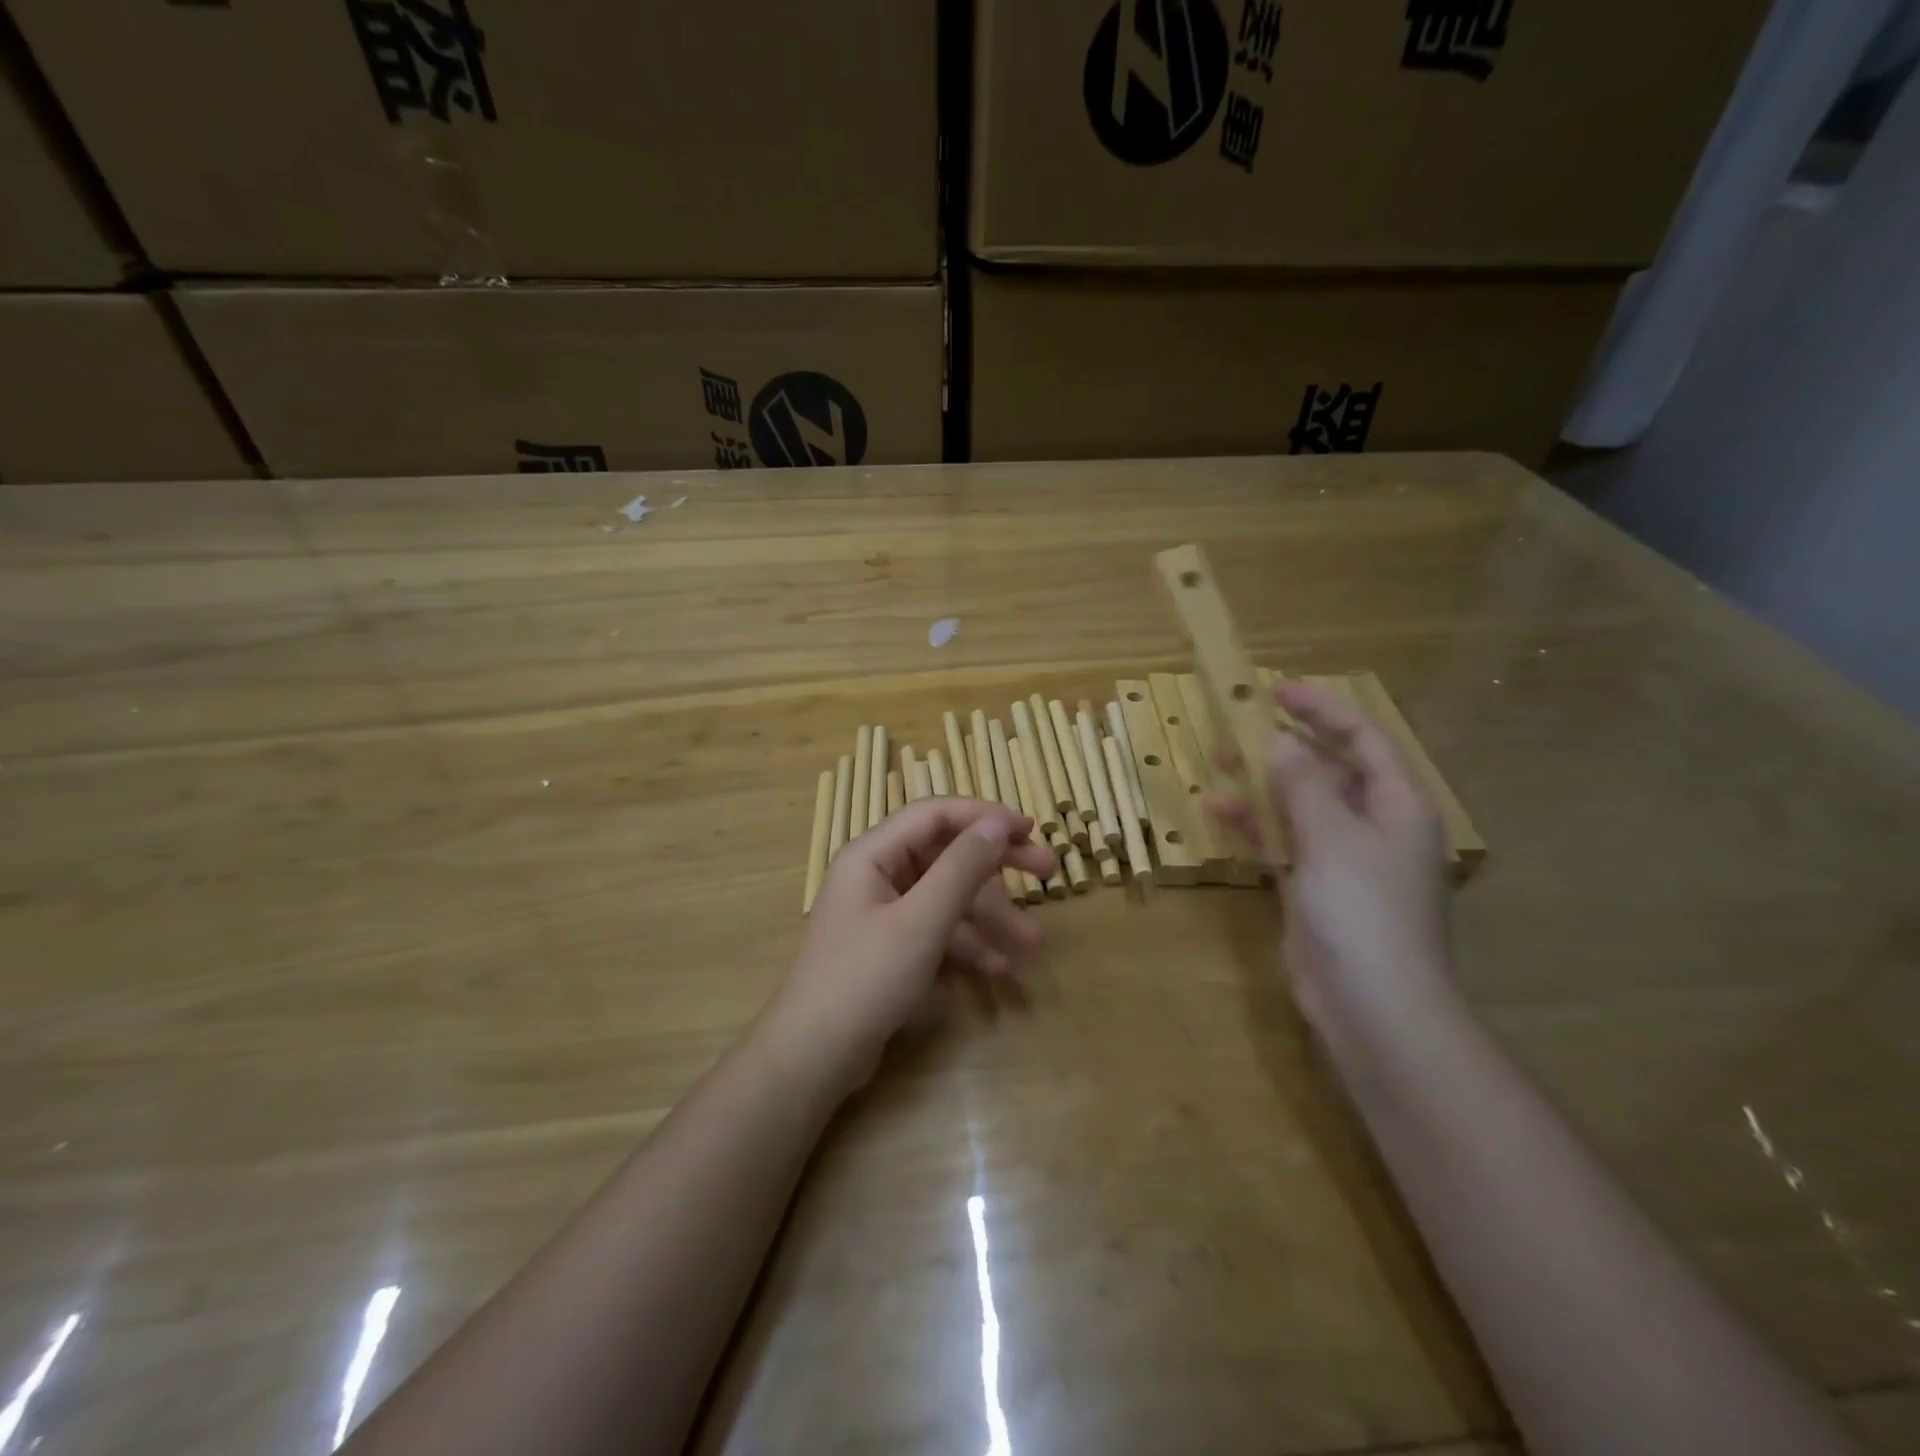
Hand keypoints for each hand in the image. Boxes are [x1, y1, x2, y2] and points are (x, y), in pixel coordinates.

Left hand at [762, 798, 1057, 1095]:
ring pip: (948, 899)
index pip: (935, 815)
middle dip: (997, 868)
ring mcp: (884, 914)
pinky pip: (938, 932)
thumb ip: (961, 868)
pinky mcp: (892, 949)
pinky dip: (967, 946)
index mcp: (873, 854)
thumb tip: (997, 823)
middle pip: (946, 856)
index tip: (1029, 829)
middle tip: (1049, 872)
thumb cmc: (864, 979)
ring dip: (990, 919)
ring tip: (1032, 944)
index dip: (984, 816)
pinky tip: (1000, 970)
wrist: (813, 1058)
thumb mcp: (921, 921)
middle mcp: (877, 875)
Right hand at [1214, 680, 1453, 1031]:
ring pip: (1299, 807)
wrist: (1371, 1005)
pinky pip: (1283, 843)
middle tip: (1237, 727)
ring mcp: (1341, 860)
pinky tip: (1219, 813)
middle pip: (1328, 771)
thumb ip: (1304, 785)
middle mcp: (1373, 827)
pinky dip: (1256, 827)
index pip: (1363, 741)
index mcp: (1397, 807)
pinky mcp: (1313, 888)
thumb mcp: (1333, 837)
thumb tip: (1283, 742)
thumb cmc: (1363, 911)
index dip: (1323, 710)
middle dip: (1284, 748)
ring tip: (1217, 766)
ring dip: (1262, 787)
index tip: (1277, 690)